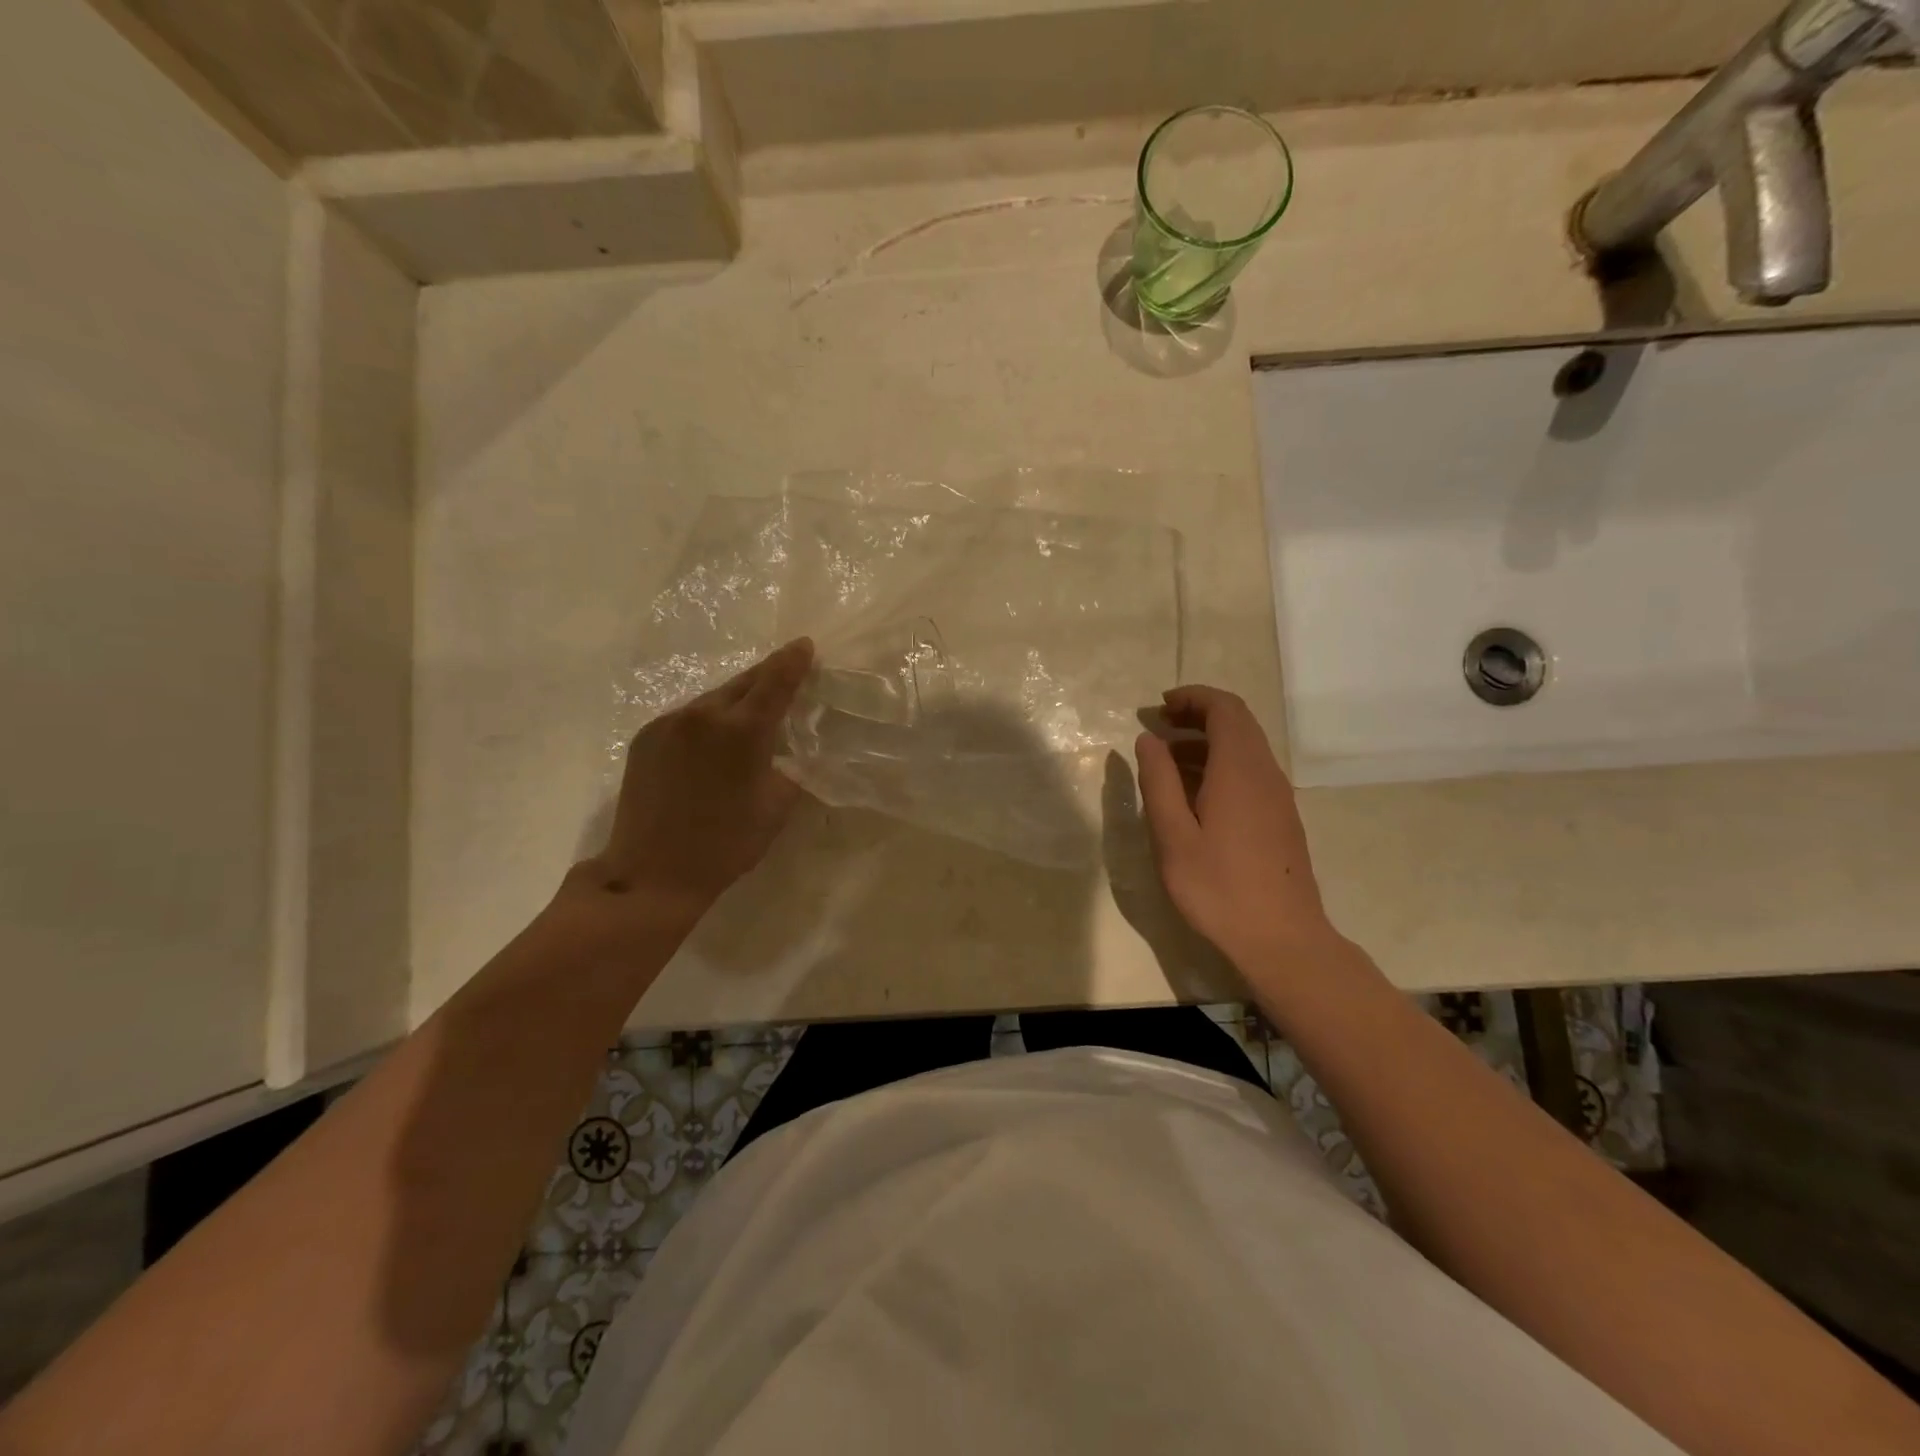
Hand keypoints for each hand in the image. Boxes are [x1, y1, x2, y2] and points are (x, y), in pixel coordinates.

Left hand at [568, 638, 815, 927]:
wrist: (651, 873)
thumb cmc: (725, 844)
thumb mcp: (776, 807)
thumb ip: (791, 768)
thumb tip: (792, 749)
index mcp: (741, 731)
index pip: (775, 682)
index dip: (793, 661)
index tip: (805, 645)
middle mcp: (703, 715)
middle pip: (743, 682)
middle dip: (767, 675)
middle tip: (787, 673)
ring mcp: (668, 723)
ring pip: (712, 698)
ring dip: (736, 699)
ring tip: (751, 712)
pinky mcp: (645, 737)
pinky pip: (687, 715)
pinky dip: (708, 718)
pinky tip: (713, 739)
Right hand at [1133, 685, 1338, 968]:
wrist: (1282, 939)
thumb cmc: (1219, 888)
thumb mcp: (1173, 836)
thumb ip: (1158, 782)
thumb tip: (1148, 740)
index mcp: (1239, 770)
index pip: (1224, 709)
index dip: (1192, 698)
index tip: (1158, 706)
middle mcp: (1265, 773)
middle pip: (1237, 723)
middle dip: (1196, 715)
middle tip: (1157, 726)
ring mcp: (1278, 797)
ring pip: (1244, 748)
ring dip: (1206, 742)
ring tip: (1166, 759)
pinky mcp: (1281, 818)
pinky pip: (1250, 772)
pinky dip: (1219, 764)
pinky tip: (1193, 793)